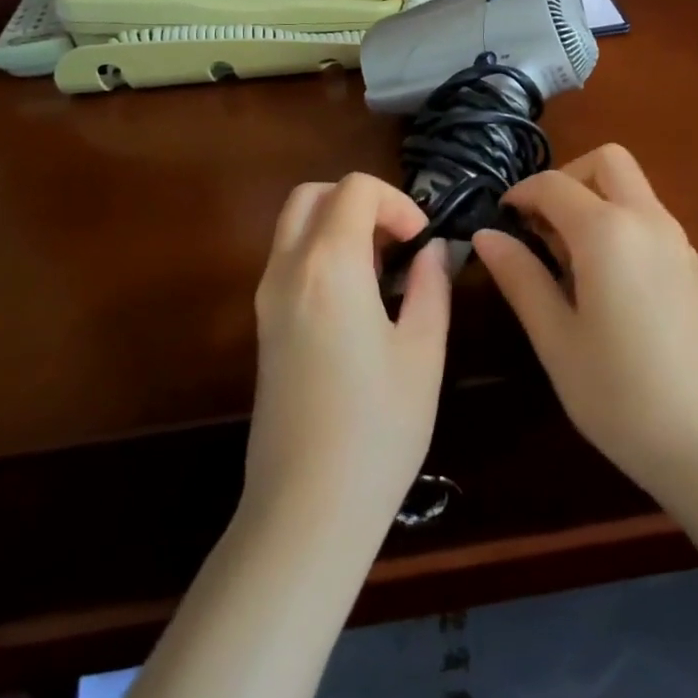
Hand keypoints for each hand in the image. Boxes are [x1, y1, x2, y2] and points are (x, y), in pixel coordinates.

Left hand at [246, 174, 451, 534]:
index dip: (398, 203)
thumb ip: (431, 286)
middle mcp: (287, 271)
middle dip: (361, 203)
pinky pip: (289, 261)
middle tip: (399, 244)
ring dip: (340, 226)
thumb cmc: (378, 428)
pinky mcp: (263, 327)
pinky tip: (359, 301)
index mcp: (329, 267)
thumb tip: (434, 251)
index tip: (423, 244)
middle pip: (313, 195)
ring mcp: (267, 299)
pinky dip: (322, 253)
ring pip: (295, 226)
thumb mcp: (424, 352)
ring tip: (384, 273)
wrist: (306, 508)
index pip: (355, 189)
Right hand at [473, 144, 697, 497]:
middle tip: (540, 228)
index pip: (554, 184)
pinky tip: (601, 279)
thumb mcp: (556, 339)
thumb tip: (486, 235)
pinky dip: (618, 222)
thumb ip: (520, 278)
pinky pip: (648, 217)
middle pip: (607, 161)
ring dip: (594, 200)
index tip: (499, 221)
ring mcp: (677, 240)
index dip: (520, 194)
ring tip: (565, 260)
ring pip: (631, 187)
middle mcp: (648, 220)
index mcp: (608, 232)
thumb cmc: (621, 394)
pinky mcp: (692, 265)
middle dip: (566, 179)